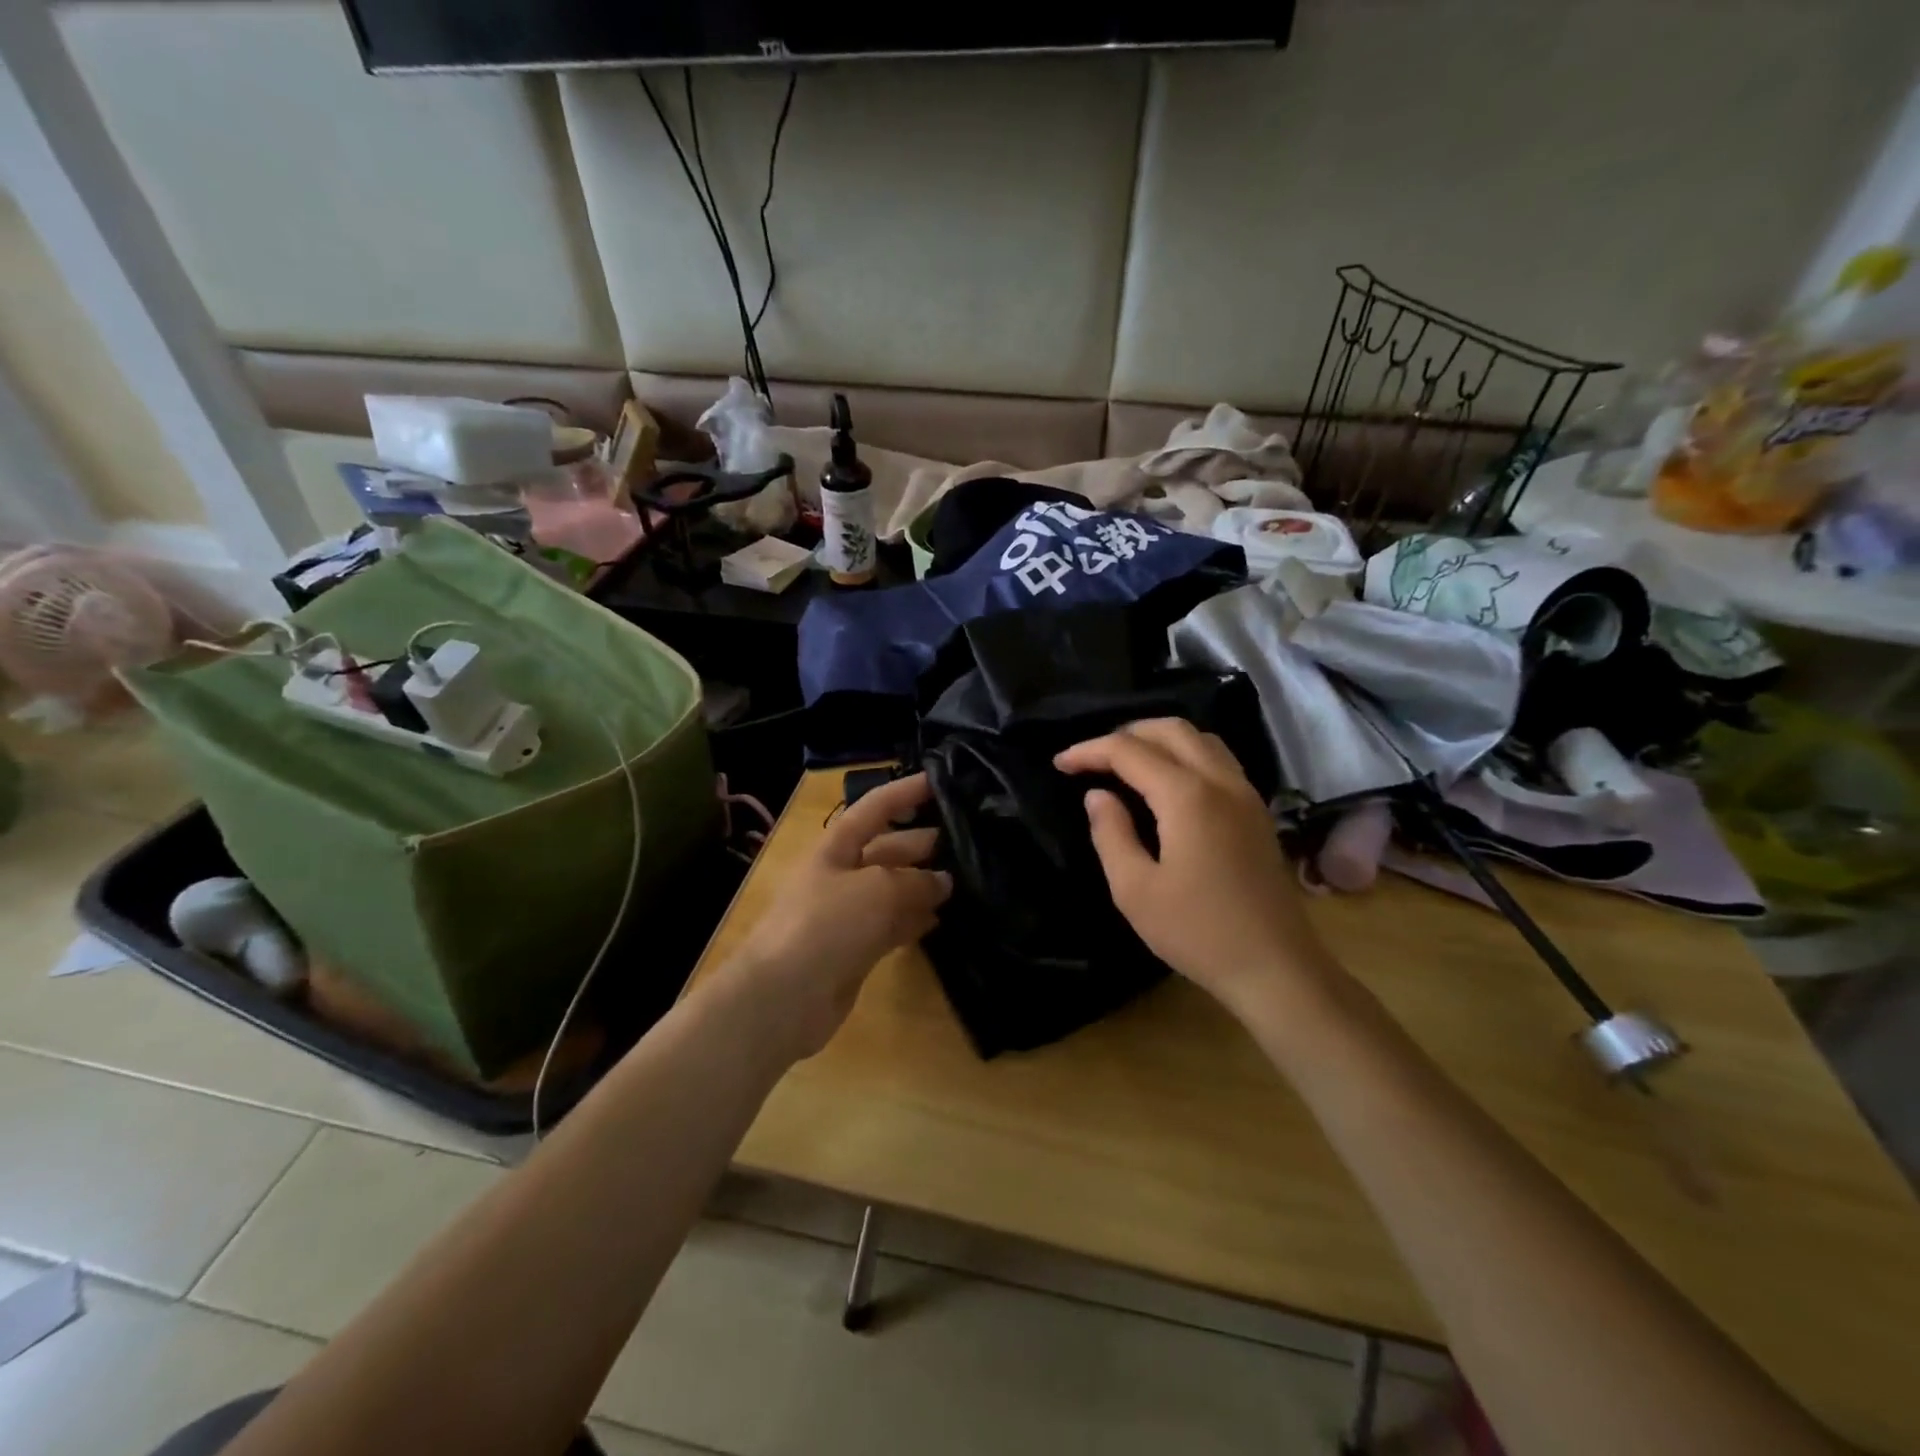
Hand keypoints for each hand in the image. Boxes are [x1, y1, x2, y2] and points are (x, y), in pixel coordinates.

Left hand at [728, 772, 951, 1061]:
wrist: (783, 998)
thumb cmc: (826, 925)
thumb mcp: (877, 891)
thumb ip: (915, 882)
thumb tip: (943, 882)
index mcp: (835, 848)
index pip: (874, 808)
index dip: (904, 792)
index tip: (939, 780)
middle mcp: (841, 875)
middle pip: (887, 850)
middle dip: (921, 844)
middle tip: (965, 843)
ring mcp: (847, 915)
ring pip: (892, 891)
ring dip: (923, 886)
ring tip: (964, 883)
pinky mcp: (855, 950)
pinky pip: (891, 926)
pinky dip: (914, 921)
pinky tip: (941, 920)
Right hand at [1054, 720, 1329, 1012]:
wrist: (1276, 968)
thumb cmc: (1198, 933)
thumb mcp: (1135, 890)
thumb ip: (1111, 834)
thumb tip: (1097, 795)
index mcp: (1188, 796)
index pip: (1129, 751)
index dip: (1089, 751)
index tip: (1060, 764)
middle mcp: (1221, 781)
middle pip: (1170, 729)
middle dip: (1125, 734)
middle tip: (1092, 760)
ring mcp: (1246, 794)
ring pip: (1200, 738)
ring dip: (1158, 739)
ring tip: (1126, 764)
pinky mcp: (1257, 811)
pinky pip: (1218, 759)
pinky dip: (1184, 754)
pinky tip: (1166, 783)